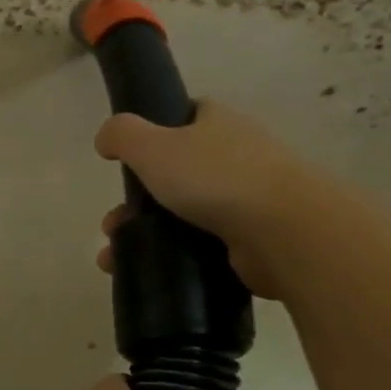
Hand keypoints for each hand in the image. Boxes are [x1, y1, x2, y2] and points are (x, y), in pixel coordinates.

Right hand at [93, 100, 298, 300]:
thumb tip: (105, 138)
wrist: (285, 232)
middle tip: (114, 225)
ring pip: (186, 214)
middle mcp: (238, 156)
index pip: (189, 116)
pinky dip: (174, 258)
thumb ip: (122, 135)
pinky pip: (202, 247)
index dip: (158, 131)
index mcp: (219, 123)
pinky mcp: (253, 241)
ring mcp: (249, 200)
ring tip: (116, 257)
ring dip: (148, 234)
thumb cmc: (216, 178)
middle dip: (139, 200)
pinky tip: (149, 273)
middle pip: (180, 172)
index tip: (131, 159)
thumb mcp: (153, 146)